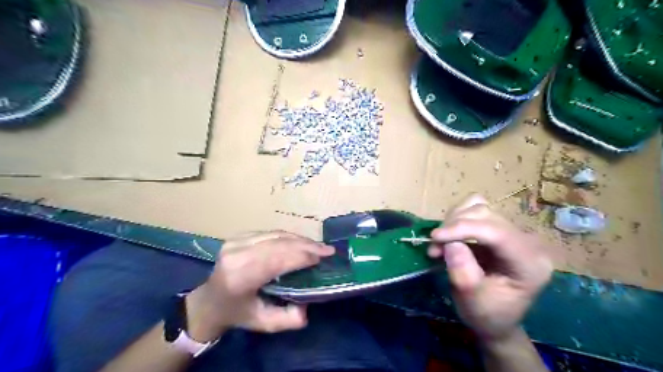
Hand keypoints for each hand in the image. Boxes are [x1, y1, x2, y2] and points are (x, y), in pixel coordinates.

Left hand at [184, 232, 331, 341]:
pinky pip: (271, 233)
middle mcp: (236, 254)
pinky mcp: (238, 236)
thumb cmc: (238, 313)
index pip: (276, 259)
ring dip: (300, 240)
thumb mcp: (263, 323)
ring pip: (276, 235)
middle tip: (328, 250)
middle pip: (279, 243)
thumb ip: (287, 319)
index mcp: (239, 277)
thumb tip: (307, 306)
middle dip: (307, 245)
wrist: (209, 301)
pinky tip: (301, 243)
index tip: (323, 257)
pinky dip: (289, 237)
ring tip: (318, 246)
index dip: (302, 256)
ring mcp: (235, 241)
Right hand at [427, 195, 552, 342]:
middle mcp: (527, 241)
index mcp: (530, 263)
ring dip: (453, 221)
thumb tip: (450, 243)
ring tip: (440, 243)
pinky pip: (475, 208)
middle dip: (454, 227)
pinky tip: (450, 233)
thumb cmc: (486, 314)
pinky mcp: (499, 227)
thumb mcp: (471, 300)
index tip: (435, 237)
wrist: (495, 318)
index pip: (497, 233)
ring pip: (478, 207)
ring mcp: (513, 231)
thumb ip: (462, 270)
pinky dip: (457, 217)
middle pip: (486, 215)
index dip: (463, 229)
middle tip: (434, 247)